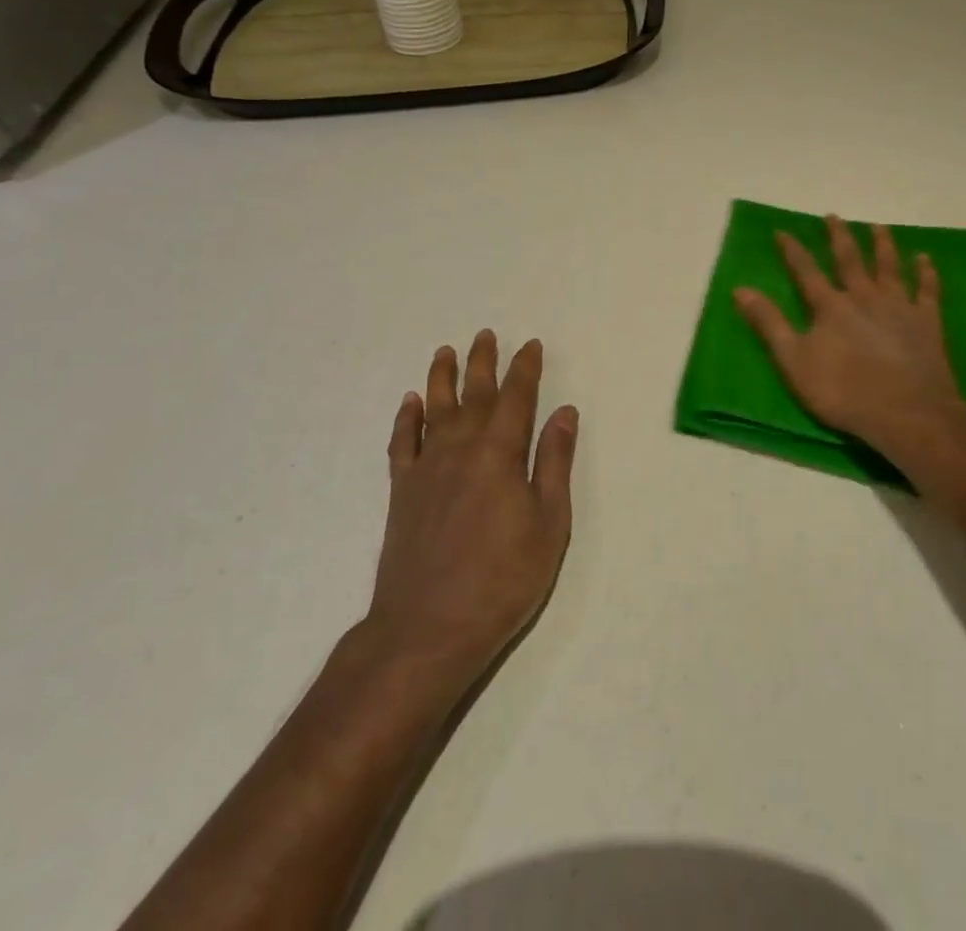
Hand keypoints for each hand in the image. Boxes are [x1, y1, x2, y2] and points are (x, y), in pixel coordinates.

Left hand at [360, 331, 577, 699]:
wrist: (427, 629)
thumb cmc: (502, 579)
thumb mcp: (548, 523)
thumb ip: (554, 463)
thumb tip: (564, 412)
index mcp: (500, 454)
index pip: (516, 399)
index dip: (525, 370)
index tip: (531, 346)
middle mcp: (461, 450)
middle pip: (473, 395)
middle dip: (483, 363)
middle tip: (486, 335)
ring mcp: (427, 470)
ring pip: (435, 410)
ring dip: (442, 378)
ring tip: (445, 352)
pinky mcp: (402, 493)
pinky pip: (403, 443)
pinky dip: (407, 420)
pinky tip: (410, 403)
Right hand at [733, 216, 965, 465]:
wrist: (908, 412)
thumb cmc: (844, 391)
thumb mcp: (794, 362)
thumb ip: (768, 324)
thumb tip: (740, 289)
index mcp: (830, 306)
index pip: (806, 271)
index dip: (792, 251)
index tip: (782, 231)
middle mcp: (864, 296)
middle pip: (850, 260)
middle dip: (839, 237)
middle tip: (833, 216)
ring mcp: (899, 306)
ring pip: (889, 267)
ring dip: (883, 245)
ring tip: (878, 227)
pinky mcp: (927, 321)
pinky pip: (927, 290)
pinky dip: (926, 272)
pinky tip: (925, 259)